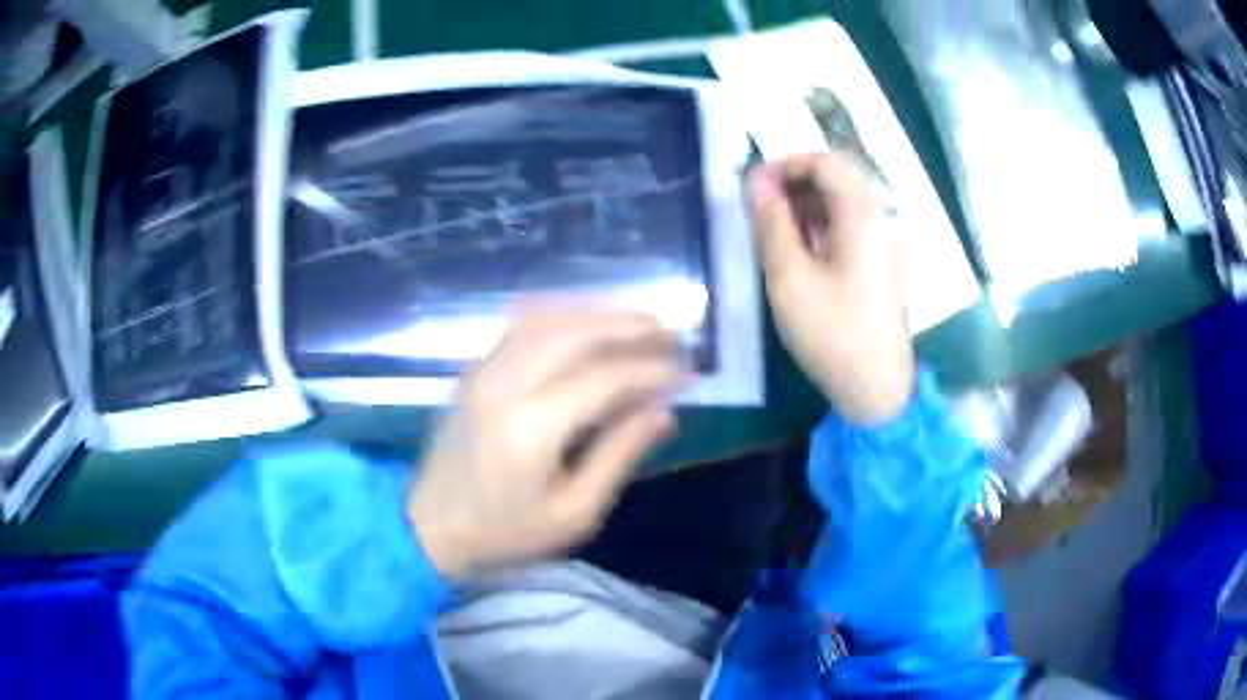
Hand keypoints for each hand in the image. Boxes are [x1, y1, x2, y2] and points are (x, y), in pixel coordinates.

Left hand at [407, 311, 683, 577]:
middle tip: (669, 332)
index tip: (687, 373)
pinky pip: (522, 324)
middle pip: (574, 333)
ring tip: (639, 323)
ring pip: (547, 318)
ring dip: (597, 314)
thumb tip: (663, 411)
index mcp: (530, 428)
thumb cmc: (504, 531)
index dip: (650, 371)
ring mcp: (483, 370)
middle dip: (628, 327)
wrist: (429, 526)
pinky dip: (563, 315)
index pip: (603, 379)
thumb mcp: (573, 512)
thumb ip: (618, 456)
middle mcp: (503, 385)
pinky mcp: (474, 369)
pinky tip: (588, 323)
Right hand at [747, 153, 914, 423]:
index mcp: (862, 216)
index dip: (788, 163)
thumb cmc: (832, 333)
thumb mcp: (790, 276)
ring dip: (804, 204)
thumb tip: (755, 180)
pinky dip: (818, 226)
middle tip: (759, 206)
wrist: (876, 387)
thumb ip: (772, 222)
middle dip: (794, 182)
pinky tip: (796, 250)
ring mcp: (881, 243)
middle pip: (837, 178)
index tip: (754, 185)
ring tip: (771, 229)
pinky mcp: (878, 264)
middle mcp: (878, 220)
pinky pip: (847, 227)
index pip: (828, 162)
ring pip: (841, 202)